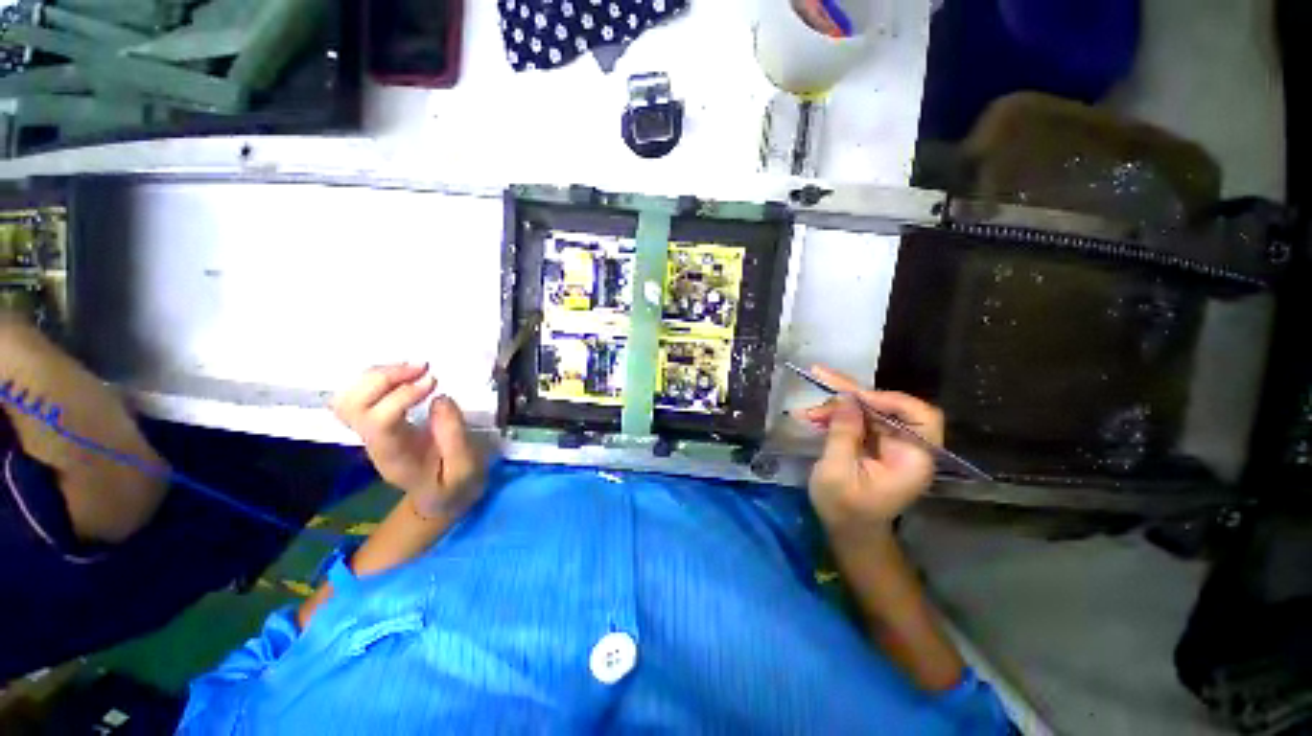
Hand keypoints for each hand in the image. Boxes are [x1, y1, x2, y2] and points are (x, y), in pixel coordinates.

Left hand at [331, 364, 483, 519]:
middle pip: (352, 405)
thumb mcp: (465, 467)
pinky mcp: (376, 423)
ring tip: (416, 368)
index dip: (401, 396)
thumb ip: (454, 436)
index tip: (434, 382)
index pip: (379, 421)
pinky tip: (405, 375)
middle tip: (422, 368)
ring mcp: (370, 432)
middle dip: (383, 379)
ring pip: (349, 398)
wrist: (440, 497)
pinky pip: (359, 396)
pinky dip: (378, 378)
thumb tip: (440, 398)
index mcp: (395, 455)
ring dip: (379, 375)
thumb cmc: (455, 484)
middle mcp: (374, 442)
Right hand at [801, 365, 943, 535]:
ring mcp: (890, 444)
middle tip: (820, 376)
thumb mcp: (837, 472)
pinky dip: (836, 416)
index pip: (920, 416)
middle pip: (887, 407)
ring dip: (837, 407)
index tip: (854, 397)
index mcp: (912, 459)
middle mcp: (907, 446)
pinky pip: (858, 420)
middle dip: (851, 396)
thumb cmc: (844, 509)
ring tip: (808, 412)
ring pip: (868, 411)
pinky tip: (813, 417)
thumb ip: (843, 433)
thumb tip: (845, 398)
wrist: (847, 531)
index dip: (890, 400)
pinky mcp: (874, 444)